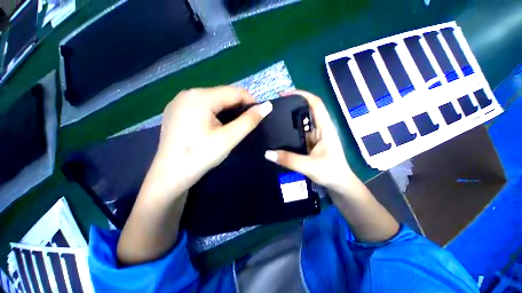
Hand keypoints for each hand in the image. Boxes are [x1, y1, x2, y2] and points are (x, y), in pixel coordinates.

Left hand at [153, 86, 272, 193]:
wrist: (170, 175)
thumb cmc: (200, 156)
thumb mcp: (229, 138)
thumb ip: (249, 121)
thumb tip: (268, 106)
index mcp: (200, 97)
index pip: (234, 92)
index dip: (251, 102)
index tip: (259, 115)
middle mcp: (188, 93)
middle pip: (223, 95)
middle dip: (238, 107)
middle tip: (246, 123)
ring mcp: (179, 102)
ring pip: (213, 100)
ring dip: (227, 110)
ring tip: (233, 125)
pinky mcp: (176, 111)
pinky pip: (202, 106)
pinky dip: (214, 113)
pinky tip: (215, 126)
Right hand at [264, 90, 356, 193]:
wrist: (339, 184)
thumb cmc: (330, 173)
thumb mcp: (309, 166)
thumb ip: (289, 160)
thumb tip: (267, 153)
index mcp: (325, 128)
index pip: (316, 103)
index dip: (302, 94)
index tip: (284, 94)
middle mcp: (320, 128)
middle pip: (307, 110)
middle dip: (292, 105)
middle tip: (274, 107)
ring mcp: (314, 136)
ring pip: (301, 121)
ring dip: (289, 118)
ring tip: (273, 117)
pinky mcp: (310, 142)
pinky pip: (298, 132)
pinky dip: (289, 130)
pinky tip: (279, 132)